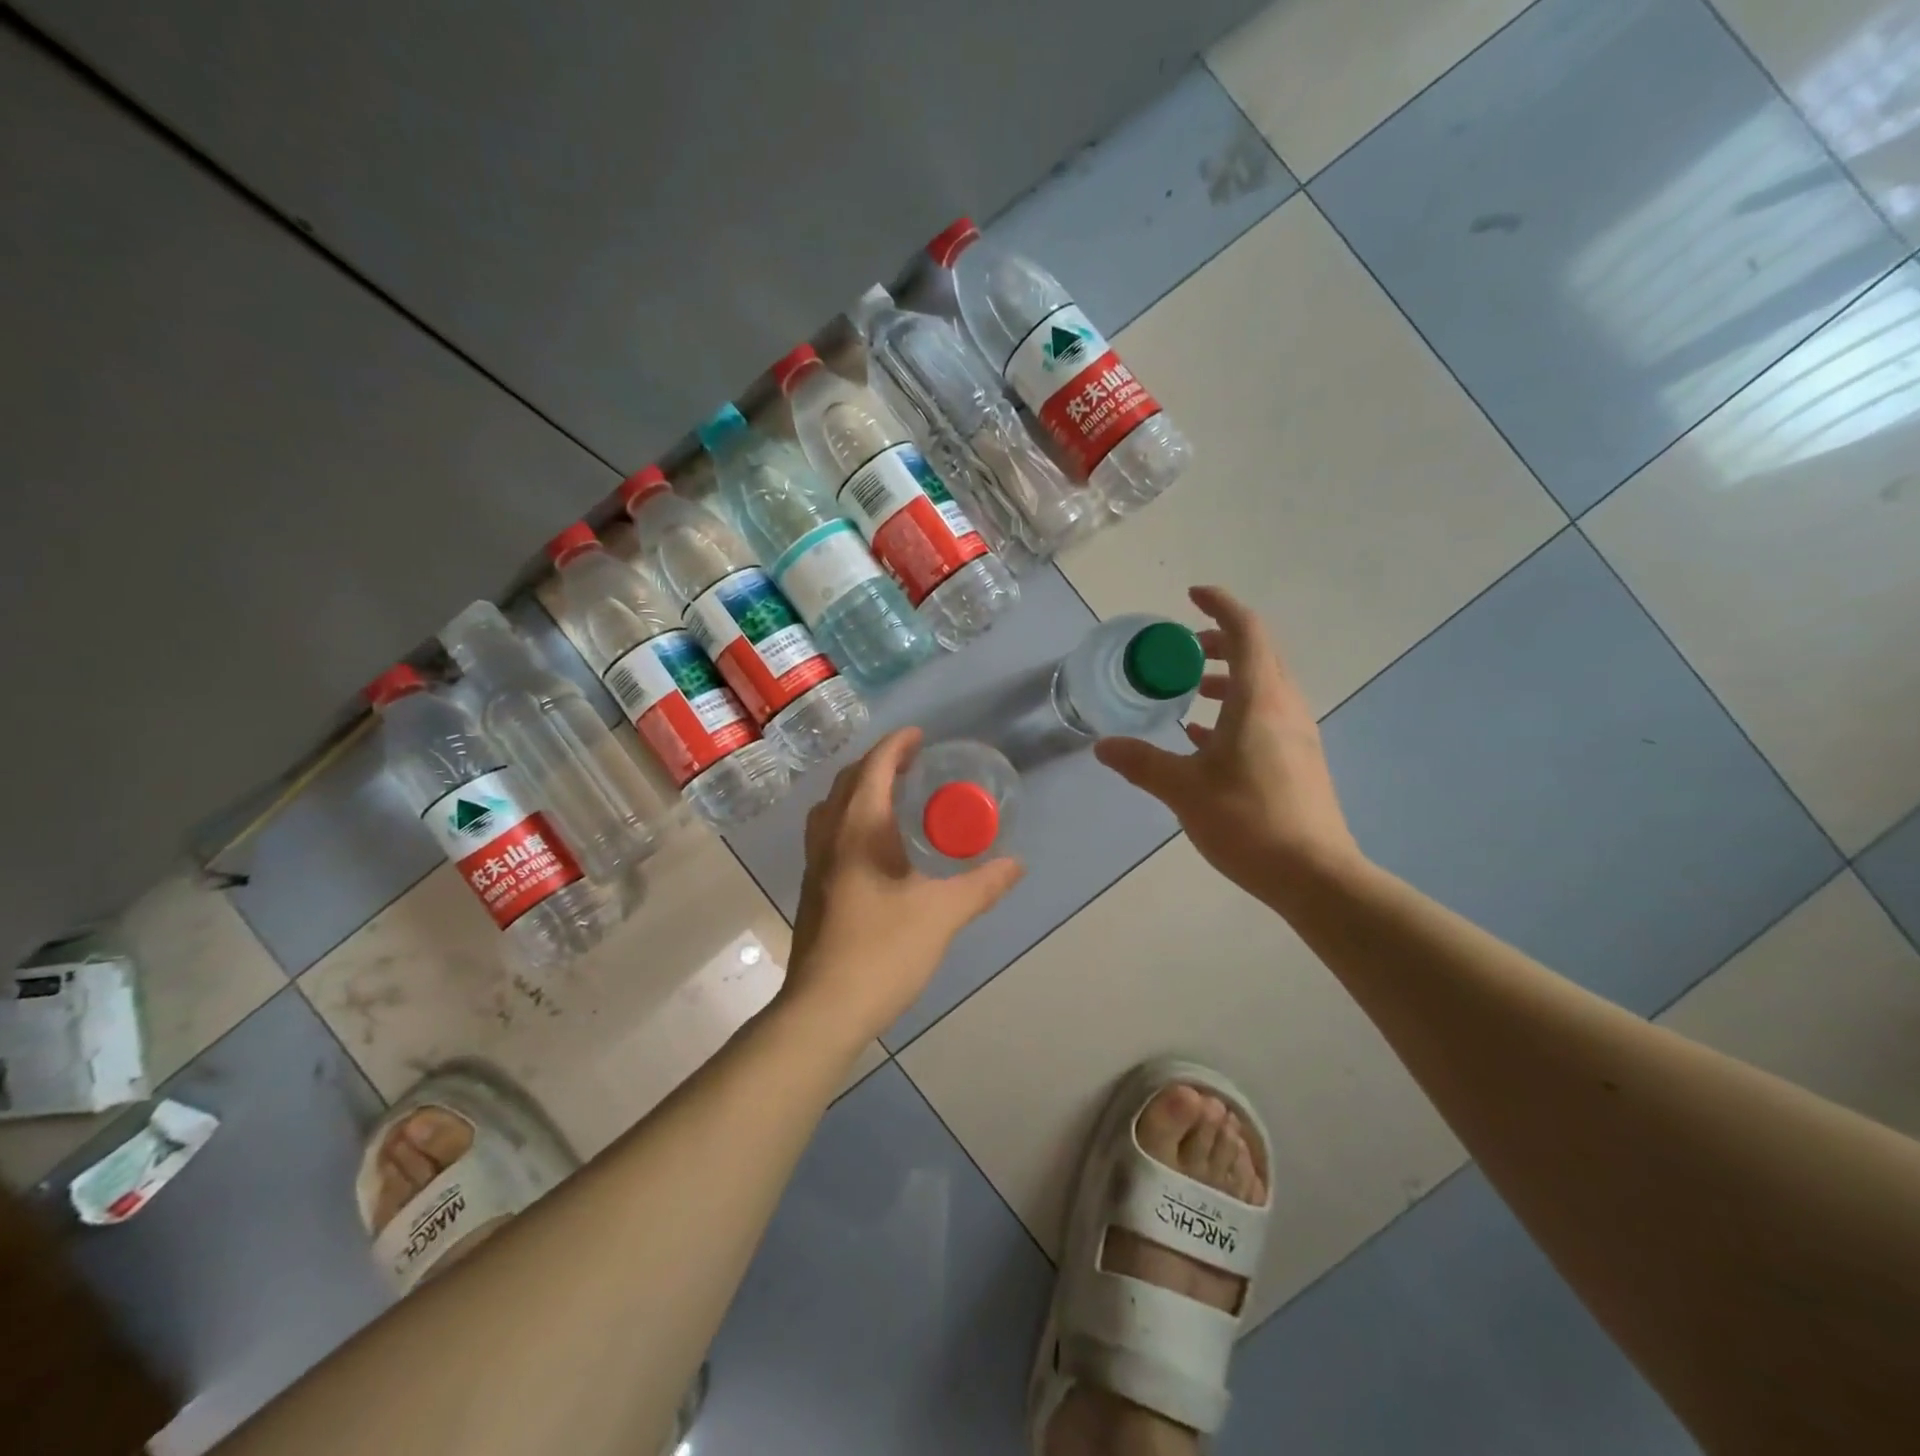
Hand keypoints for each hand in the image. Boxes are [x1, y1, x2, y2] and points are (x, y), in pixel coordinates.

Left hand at [781, 728, 1023, 1045]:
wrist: (824, 1008)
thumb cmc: (883, 951)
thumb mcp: (942, 914)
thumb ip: (981, 885)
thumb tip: (1017, 864)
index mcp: (858, 830)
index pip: (874, 768)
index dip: (896, 745)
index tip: (920, 736)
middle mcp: (829, 837)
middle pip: (848, 782)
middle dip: (879, 764)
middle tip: (913, 764)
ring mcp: (814, 864)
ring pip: (832, 808)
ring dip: (859, 790)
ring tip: (893, 797)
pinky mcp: (812, 889)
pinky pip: (828, 833)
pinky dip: (850, 818)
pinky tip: (875, 845)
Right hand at [1095, 586, 1361, 907]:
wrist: (1314, 875)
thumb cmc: (1248, 821)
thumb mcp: (1184, 790)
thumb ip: (1142, 762)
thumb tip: (1103, 747)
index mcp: (1260, 700)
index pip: (1246, 631)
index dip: (1220, 606)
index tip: (1191, 596)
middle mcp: (1285, 707)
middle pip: (1258, 654)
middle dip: (1220, 642)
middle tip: (1182, 651)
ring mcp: (1296, 734)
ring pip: (1263, 686)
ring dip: (1229, 678)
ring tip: (1191, 691)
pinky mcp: (1298, 760)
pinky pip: (1266, 716)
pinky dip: (1236, 711)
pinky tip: (1204, 739)